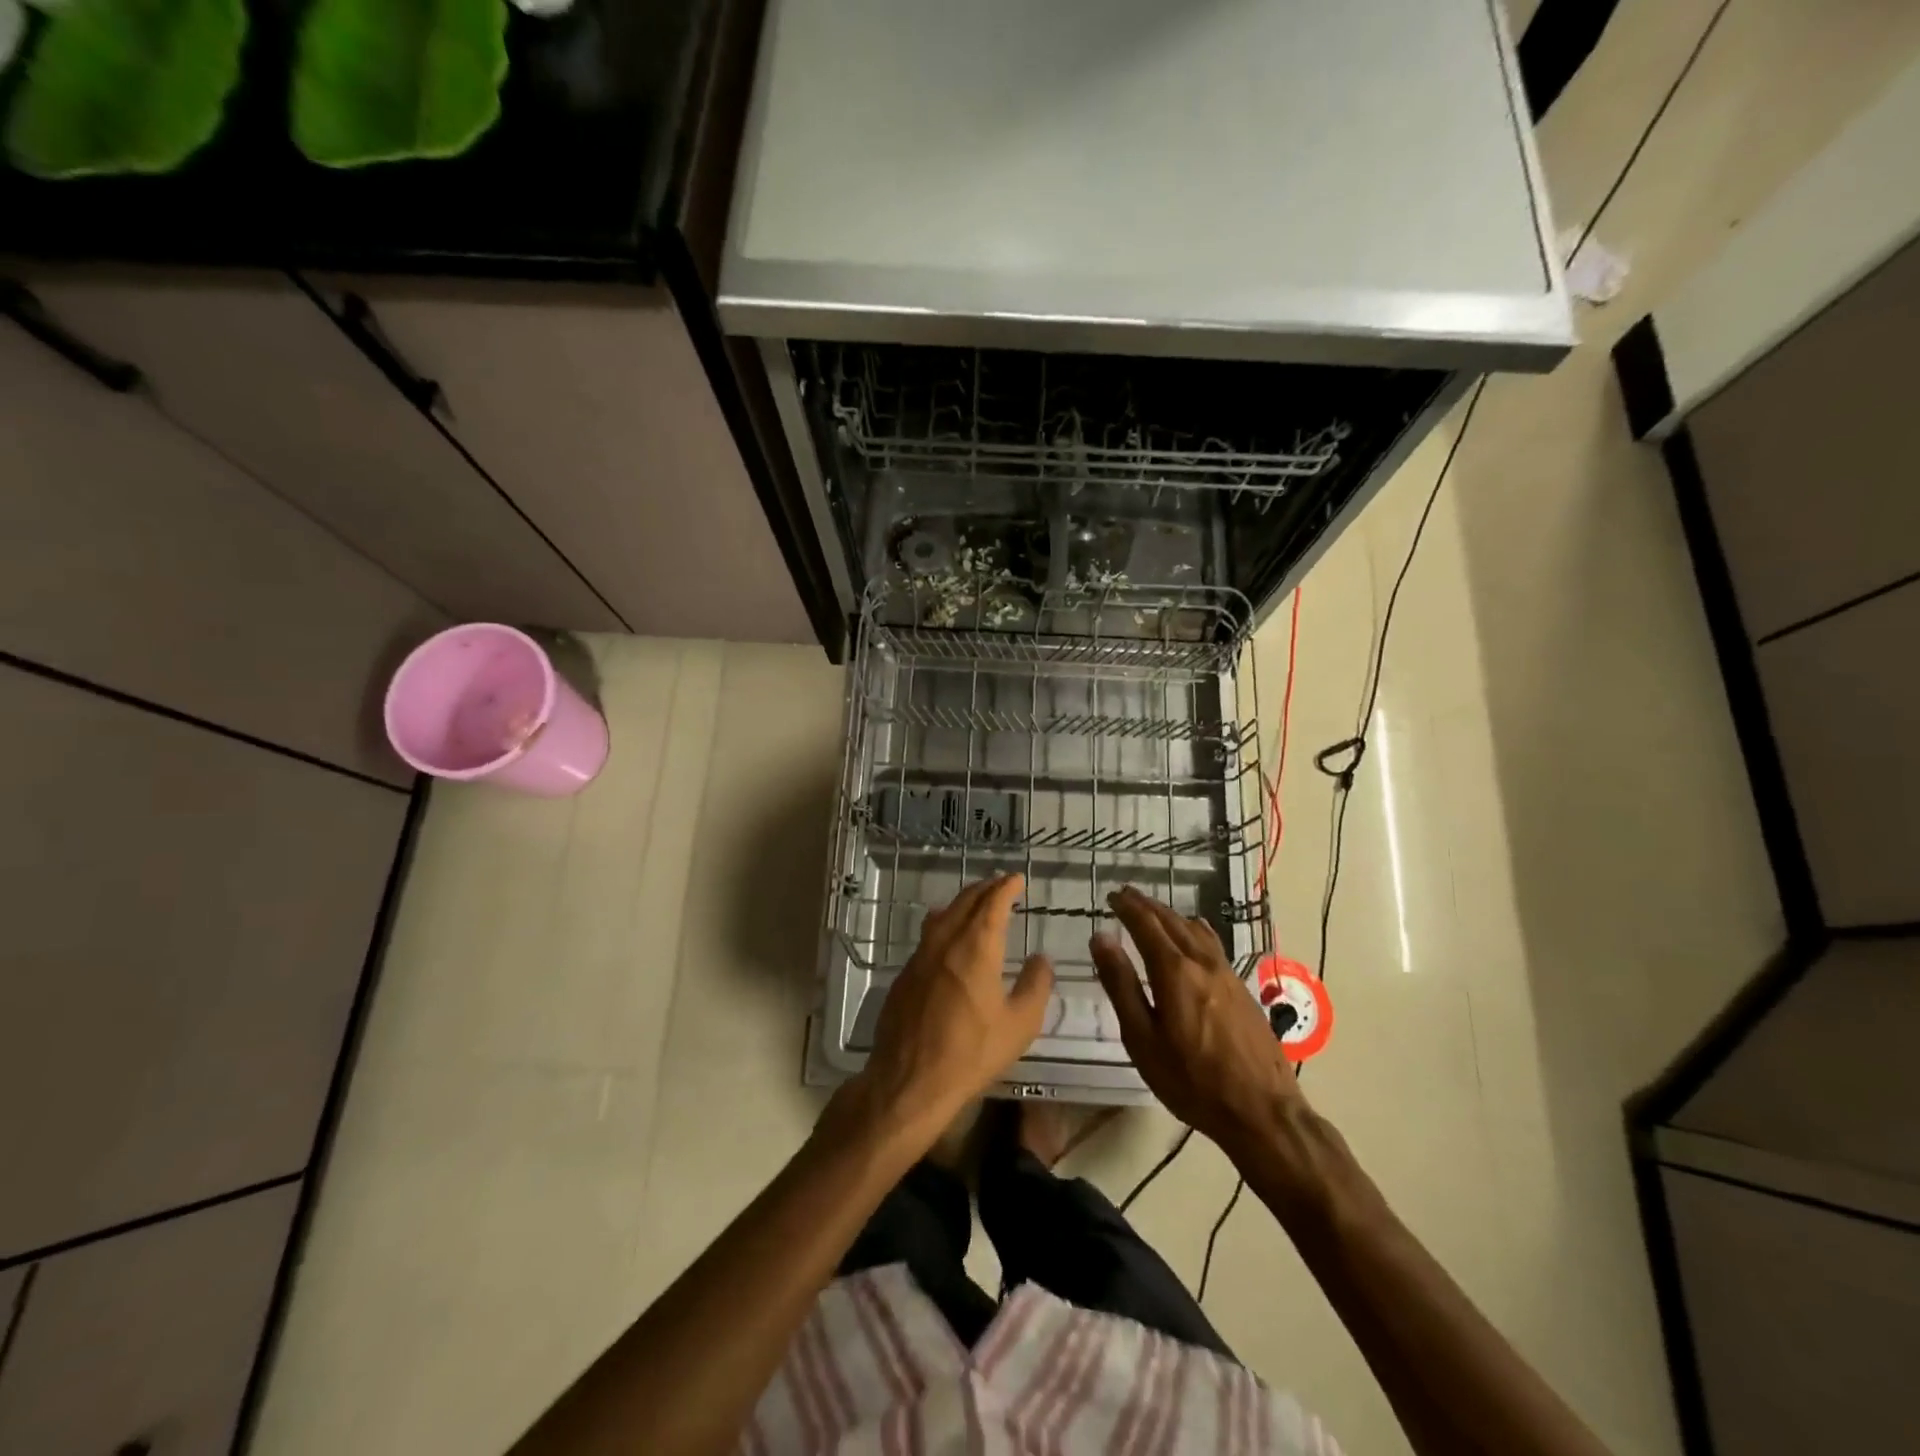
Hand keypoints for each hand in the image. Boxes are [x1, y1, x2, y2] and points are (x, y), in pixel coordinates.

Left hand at [844, 874, 1053, 1149]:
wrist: (910, 1080)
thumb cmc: (972, 1053)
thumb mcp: (1020, 1024)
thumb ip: (1035, 985)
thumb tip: (1041, 958)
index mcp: (977, 946)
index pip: (992, 902)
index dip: (1006, 886)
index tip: (1016, 879)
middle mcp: (946, 941)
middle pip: (965, 901)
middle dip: (985, 889)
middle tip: (1001, 886)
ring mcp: (920, 956)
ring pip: (943, 915)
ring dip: (963, 903)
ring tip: (976, 904)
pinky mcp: (905, 974)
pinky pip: (928, 936)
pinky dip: (944, 924)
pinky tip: (948, 937)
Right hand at [1090, 886, 1306, 1154]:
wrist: (1262, 1111)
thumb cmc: (1192, 1081)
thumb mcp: (1143, 1039)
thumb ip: (1121, 985)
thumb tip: (1101, 938)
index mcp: (1174, 972)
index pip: (1146, 925)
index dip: (1128, 907)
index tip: (1112, 896)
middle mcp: (1202, 963)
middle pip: (1172, 922)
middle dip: (1147, 905)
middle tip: (1127, 895)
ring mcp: (1227, 974)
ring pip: (1195, 930)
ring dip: (1171, 915)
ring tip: (1154, 910)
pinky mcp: (1242, 988)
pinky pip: (1212, 944)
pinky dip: (1193, 929)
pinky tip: (1194, 934)